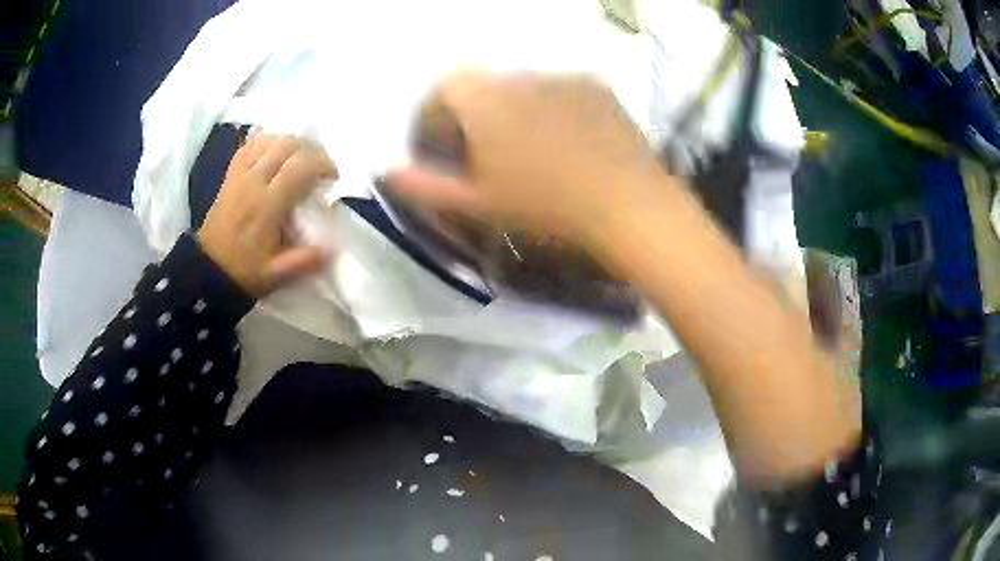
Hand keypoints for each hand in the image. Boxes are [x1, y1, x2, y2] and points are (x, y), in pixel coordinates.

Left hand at [197, 133, 336, 297]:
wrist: (207, 270)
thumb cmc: (243, 271)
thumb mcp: (276, 274)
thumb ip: (305, 261)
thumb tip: (334, 249)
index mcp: (267, 205)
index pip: (300, 167)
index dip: (322, 164)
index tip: (333, 177)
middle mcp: (253, 182)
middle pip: (286, 146)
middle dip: (311, 149)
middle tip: (321, 165)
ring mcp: (239, 175)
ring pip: (269, 140)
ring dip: (290, 143)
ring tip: (300, 158)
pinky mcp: (231, 175)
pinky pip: (249, 146)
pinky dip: (266, 141)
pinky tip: (275, 150)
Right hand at [385, 71, 672, 245]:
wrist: (631, 208)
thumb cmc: (547, 210)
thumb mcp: (478, 205)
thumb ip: (426, 186)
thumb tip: (386, 172)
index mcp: (487, 100)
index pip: (445, 87)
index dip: (437, 115)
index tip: (444, 147)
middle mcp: (522, 77)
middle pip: (484, 87)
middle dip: (475, 115)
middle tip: (487, 156)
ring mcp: (566, 79)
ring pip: (524, 88)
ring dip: (516, 111)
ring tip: (534, 153)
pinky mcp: (599, 88)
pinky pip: (562, 91)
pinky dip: (554, 109)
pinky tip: (571, 143)